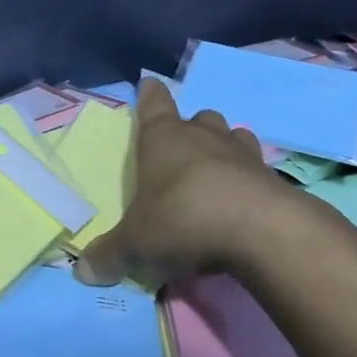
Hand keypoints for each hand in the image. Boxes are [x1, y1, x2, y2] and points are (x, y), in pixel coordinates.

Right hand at [76, 78, 307, 286]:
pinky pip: (258, 170)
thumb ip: (110, 255)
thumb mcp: (136, 243)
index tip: (149, 84)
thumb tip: (83, 272)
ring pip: (234, 136)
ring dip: (225, 148)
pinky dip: (249, 180)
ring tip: (217, 170)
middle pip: (199, 118)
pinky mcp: (274, 180)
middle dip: (191, 127)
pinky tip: (243, 203)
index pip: (154, 104)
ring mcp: (243, 155)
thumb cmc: (183, 219)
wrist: (262, 231)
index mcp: (163, 139)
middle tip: (182, 146)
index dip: (150, 94)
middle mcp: (203, 137)